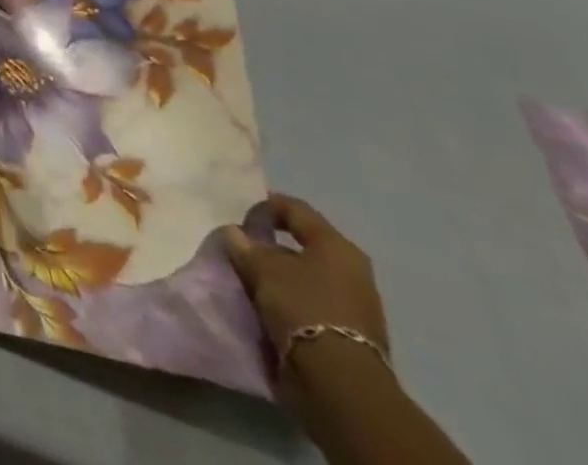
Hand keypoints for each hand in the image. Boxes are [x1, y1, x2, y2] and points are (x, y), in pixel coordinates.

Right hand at [225, 195, 389, 393]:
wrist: (339, 382)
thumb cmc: (302, 307)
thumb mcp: (261, 267)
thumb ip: (244, 245)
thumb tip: (234, 233)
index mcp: (336, 246)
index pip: (294, 209)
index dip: (264, 206)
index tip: (238, 215)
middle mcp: (351, 270)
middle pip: (302, 245)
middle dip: (270, 244)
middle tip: (242, 247)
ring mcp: (354, 304)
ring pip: (306, 275)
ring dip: (279, 274)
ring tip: (250, 277)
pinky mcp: (349, 333)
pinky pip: (311, 302)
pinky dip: (289, 298)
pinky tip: (267, 302)